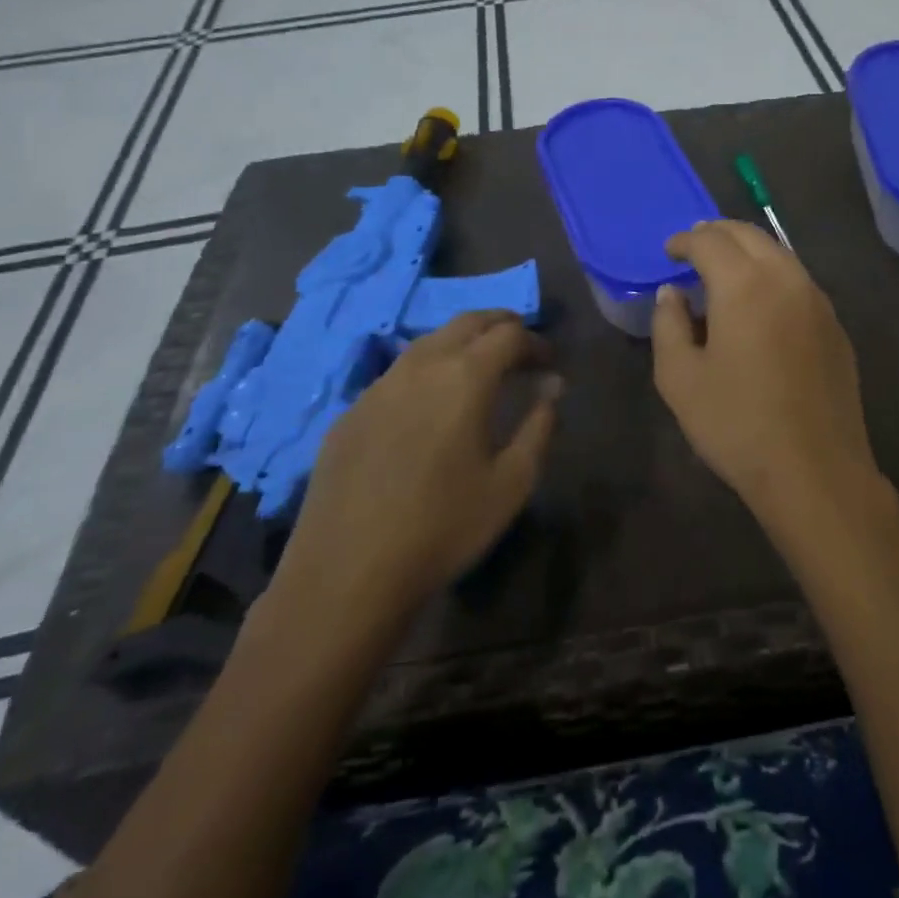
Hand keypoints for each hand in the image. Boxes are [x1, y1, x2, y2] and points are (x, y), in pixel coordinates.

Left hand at [267, 311, 558, 646]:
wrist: (346, 575)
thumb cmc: (444, 527)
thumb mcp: (512, 482)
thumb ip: (540, 426)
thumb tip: (552, 387)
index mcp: (465, 376)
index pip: (510, 334)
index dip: (536, 343)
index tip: (550, 364)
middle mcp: (421, 366)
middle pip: (467, 322)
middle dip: (501, 326)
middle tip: (521, 347)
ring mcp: (379, 386)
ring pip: (429, 342)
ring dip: (462, 343)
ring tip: (480, 370)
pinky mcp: (351, 412)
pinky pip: (399, 373)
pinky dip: (428, 370)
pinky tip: (430, 406)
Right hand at [651, 221, 879, 518]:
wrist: (815, 470)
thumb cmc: (737, 424)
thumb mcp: (680, 378)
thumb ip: (668, 324)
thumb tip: (672, 293)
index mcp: (745, 284)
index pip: (710, 240)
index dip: (684, 240)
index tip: (669, 251)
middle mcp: (786, 278)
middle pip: (749, 234)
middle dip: (717, 234)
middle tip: (694, 248)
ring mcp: (817, 300)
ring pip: (779, 253)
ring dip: (748, 251)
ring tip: (724, 270)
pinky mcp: (835, 325)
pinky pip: (798, 281)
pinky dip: (772, 275)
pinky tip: (760, 304)